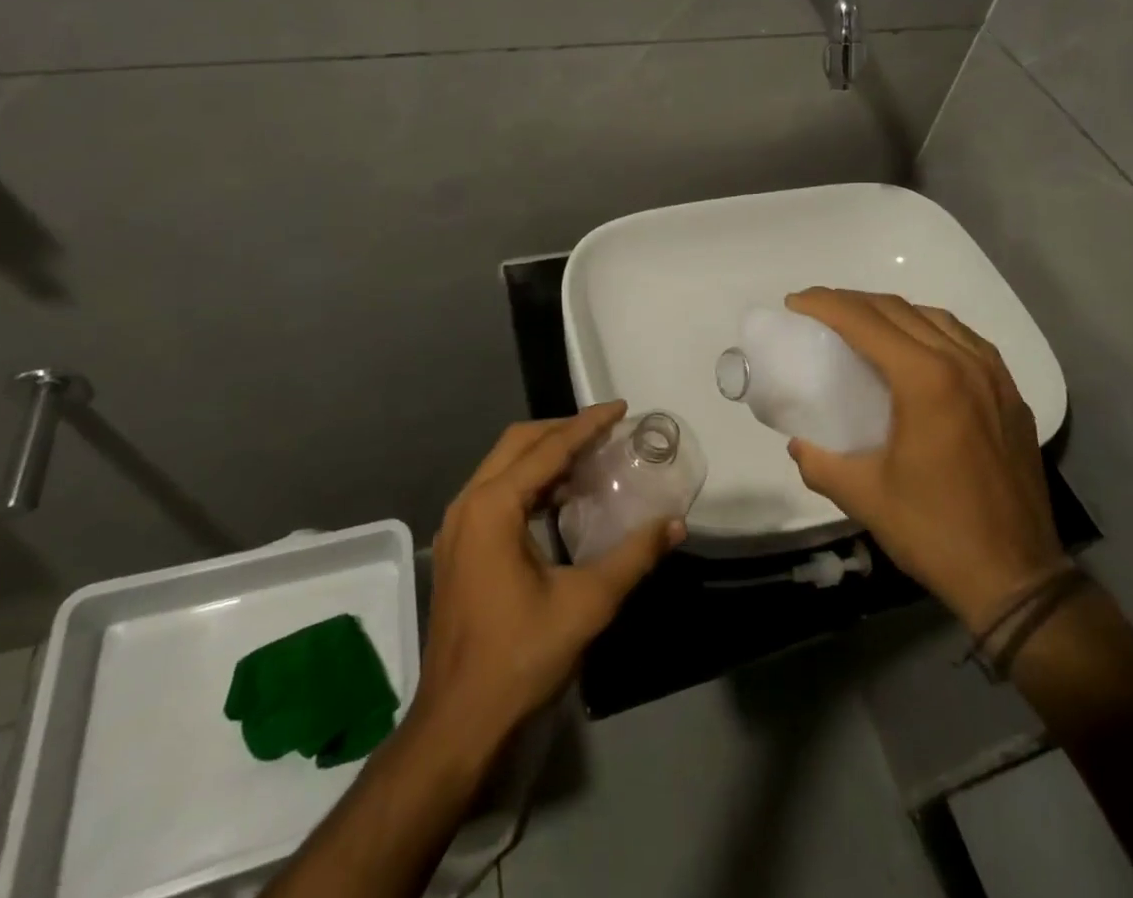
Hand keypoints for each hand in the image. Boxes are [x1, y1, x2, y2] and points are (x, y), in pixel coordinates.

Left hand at [415, 402, 682, 760]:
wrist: (457, 725)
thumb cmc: (519, 657)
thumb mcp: (587, 603)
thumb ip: (634, 556)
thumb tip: (676, 524)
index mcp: (493, 507)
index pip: (548, 448)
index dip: (588, 424)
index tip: (621, 408)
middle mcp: (468, 505)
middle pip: (518, 443)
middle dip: (563, 430)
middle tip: (606, 430)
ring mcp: (457, 528)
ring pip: (503, 466)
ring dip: (545, 454)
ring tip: (590, 457)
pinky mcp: (458, 549)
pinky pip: (496, 492)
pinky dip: (530, 481)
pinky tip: (561, 499)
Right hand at [784, 288, 1065, 632]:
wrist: (1017, 577)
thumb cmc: (935, 532)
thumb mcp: (864, 496)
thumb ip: (820, 462)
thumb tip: (798, 443)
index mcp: (926, 380)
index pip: (865, 321)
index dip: (825, 304)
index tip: (795, 302)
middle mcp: (963, 362)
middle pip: (898, 310)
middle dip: (852, 301)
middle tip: (818, 310)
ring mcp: (994, 376)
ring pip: (935, 318)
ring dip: (892, 311)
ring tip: (862, 324)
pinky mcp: (1011, 394)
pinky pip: (965, 339)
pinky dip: (930, 329)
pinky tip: (916, 348)